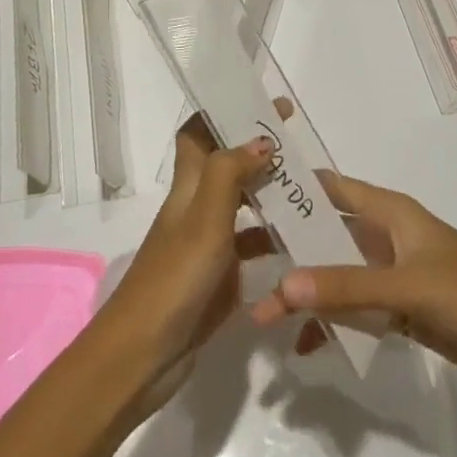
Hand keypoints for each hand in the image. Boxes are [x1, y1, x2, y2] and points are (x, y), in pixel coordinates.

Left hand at [90, 117, 276, 416]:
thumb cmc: (174, 279)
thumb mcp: (204, 220)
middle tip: (300, 145)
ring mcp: (207, 245)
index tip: (261, 101)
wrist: (144, 354)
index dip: (222, 113)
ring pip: (242, 206)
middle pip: (225, 166)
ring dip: (270, 193)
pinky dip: (273, 239)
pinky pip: (251, 247)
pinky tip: (302, 241)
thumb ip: (230, 175)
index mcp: (188, 188)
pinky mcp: (219, 277)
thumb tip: (260, 139)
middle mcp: (196, 209)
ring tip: (312, 187)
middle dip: (257, 150)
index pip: (197, 134)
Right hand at [251, 174, 456, 391]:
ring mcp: (392, 274)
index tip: (250, 194)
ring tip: (264, 315)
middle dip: (290, 250)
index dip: (295, 188)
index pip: (332, 188)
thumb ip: (345, 287)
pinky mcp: (400, 309)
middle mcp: (386, 236)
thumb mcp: (405, 285)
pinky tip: (306, 345)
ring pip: (337, 275)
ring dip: (306, 292)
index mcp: (390, 212)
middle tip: (243, 262)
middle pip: (328, 235)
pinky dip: (332, 322)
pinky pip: (355, 309)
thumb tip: (283, 287)